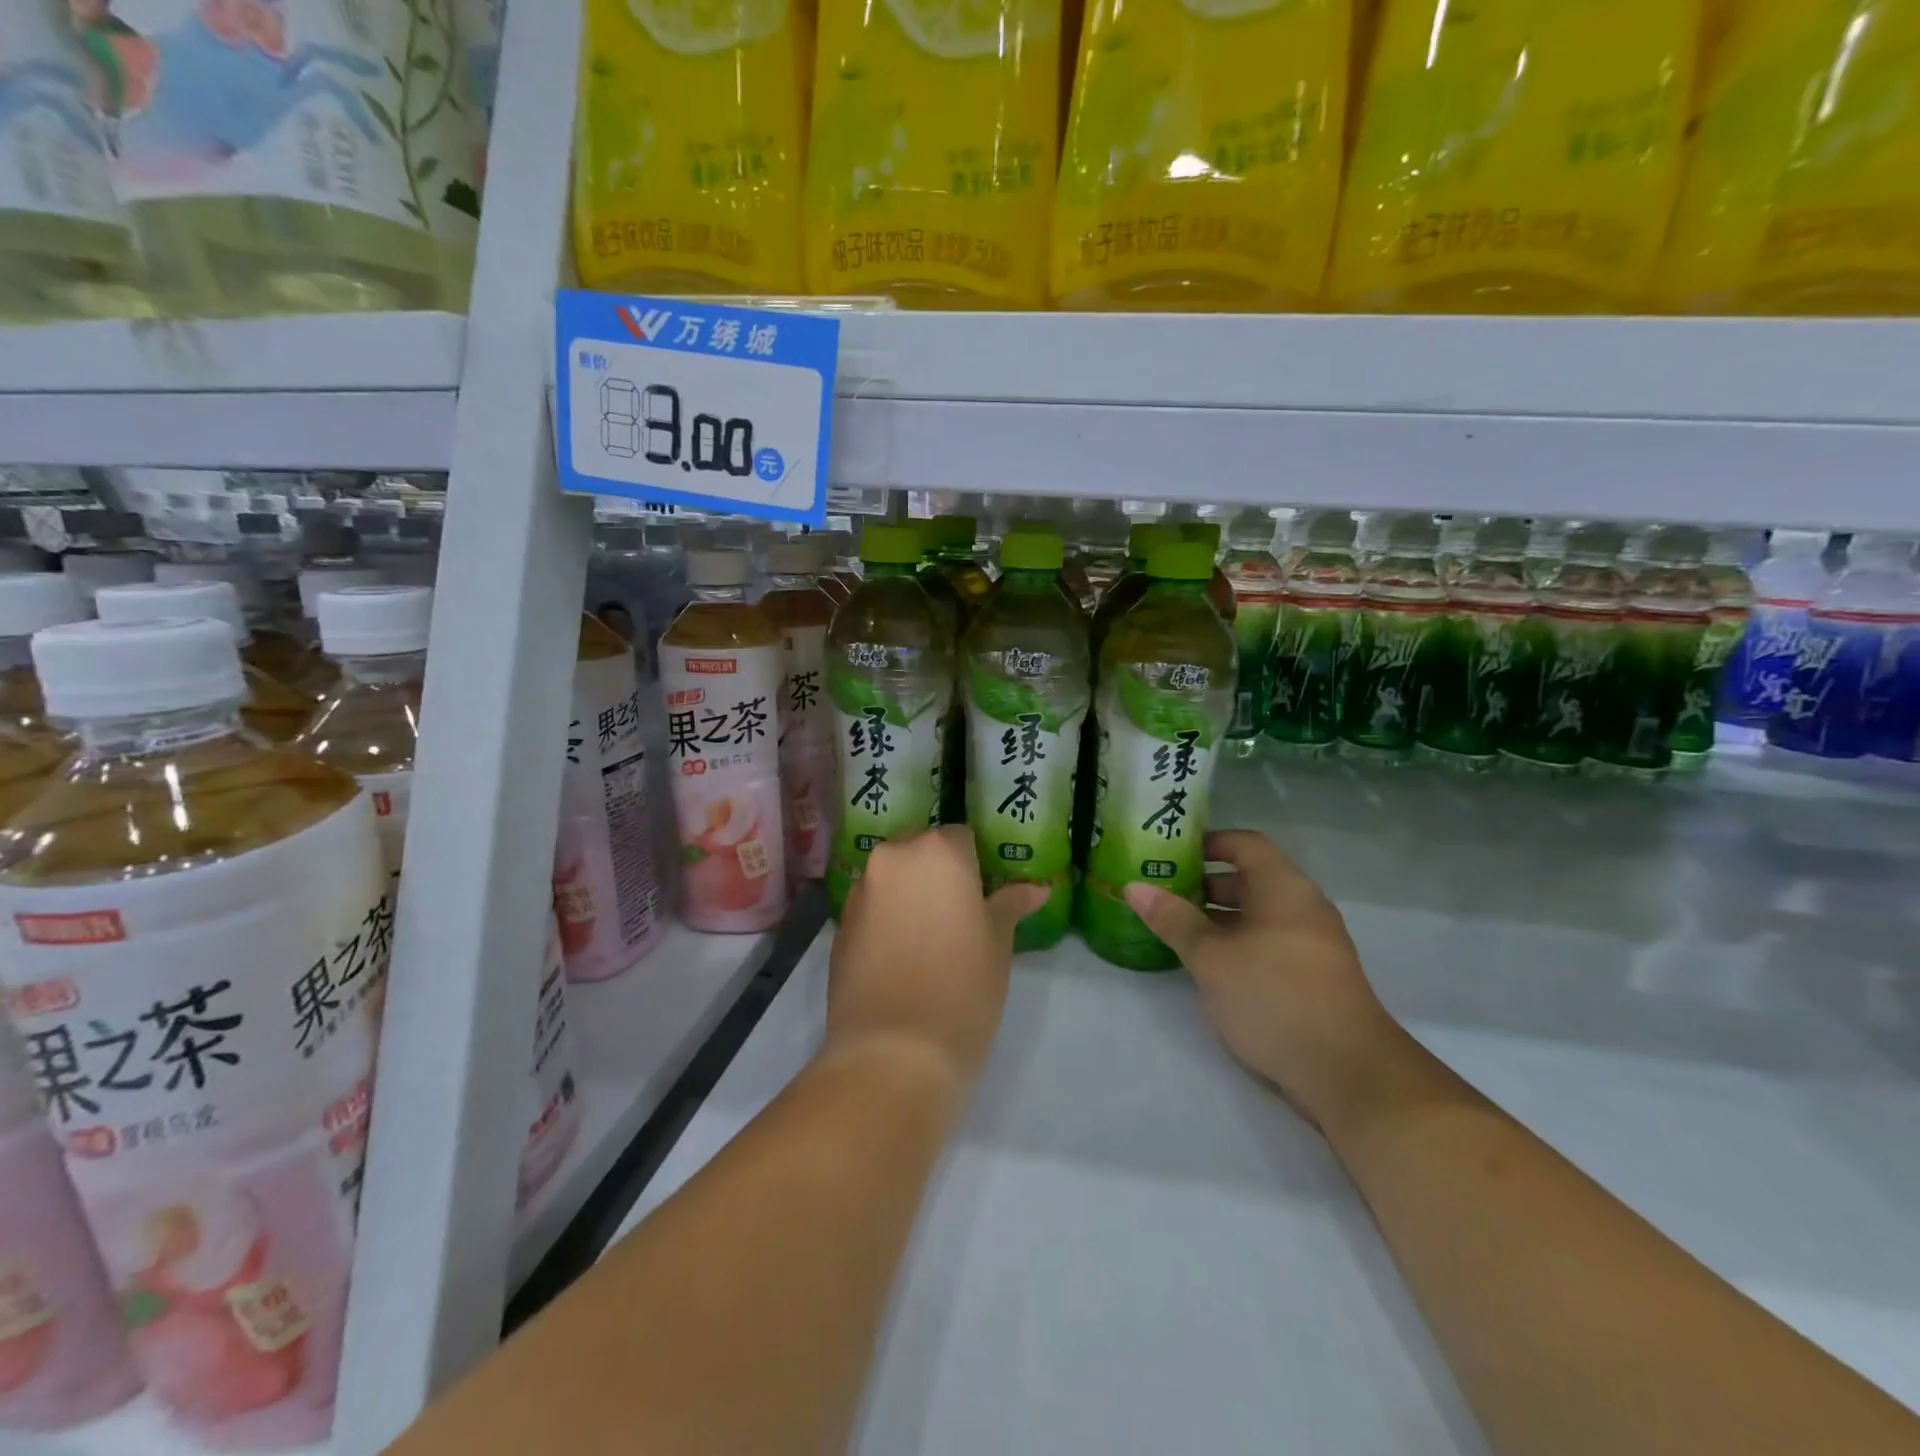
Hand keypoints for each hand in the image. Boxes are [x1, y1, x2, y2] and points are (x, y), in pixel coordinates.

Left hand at [827, 826, 1048, 1092]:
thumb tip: (1037, 888)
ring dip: (910, 895)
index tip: (983, 897)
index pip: (961, 838)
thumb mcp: (998, 944)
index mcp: (937, 851)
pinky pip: (872, 907)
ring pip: (893, 878)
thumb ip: (1011, 905)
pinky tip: (901, 957)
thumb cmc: (963, 988)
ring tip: (930, 939)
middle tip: (959, 916)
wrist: (894, 1053)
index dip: (975, 865)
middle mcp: (893, 858)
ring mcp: (861, 891)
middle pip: (921, 851)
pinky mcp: (840, 925)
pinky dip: (886, 919)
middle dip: (938, 874)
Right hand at [1125, 831, 1399, 1124]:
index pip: (1245, 844)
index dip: (1208, 842)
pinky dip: (1237, 942)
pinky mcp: (1314, 976)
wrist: (1348, 1073)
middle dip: (1205, 883)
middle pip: (1251, 879)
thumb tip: (1133, 887)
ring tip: (1175, 929)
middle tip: (1162, 893)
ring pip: (1258, 914)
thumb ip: (1173, 920)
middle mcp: (1303, 906)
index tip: (1170, 853)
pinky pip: (1269, 942)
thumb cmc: (1274, 997)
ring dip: (1218, 917)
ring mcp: (1313, 943)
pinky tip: (1208, 965)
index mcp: (1284, 888)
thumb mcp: (1212, 958)